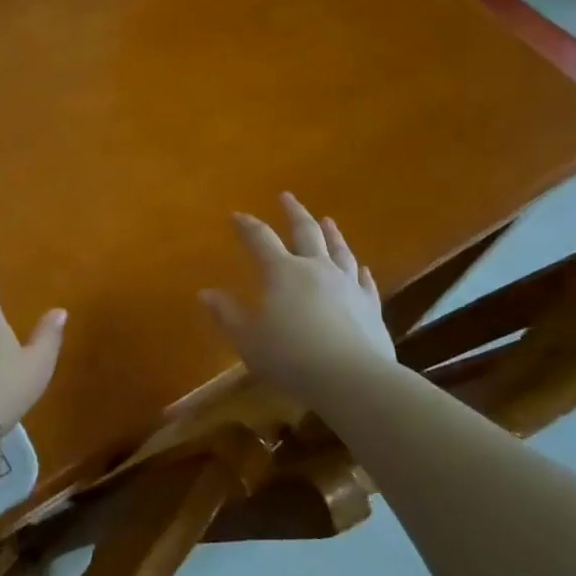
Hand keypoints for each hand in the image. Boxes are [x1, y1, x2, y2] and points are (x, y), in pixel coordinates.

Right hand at [200, 192, 396, 405]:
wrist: (353, 379)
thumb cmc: (291, 358)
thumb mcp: (248, 340)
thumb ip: (227, 315)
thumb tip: (205, 293)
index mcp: (282, 273)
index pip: (260, 239)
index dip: (247, 226)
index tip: (236, 215)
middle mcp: (316, 269)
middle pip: (305, 231)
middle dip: (293, 212)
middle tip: (286, 196)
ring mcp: (347, 285)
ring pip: (339, 250)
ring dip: (331, 233)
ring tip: (327, 220)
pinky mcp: (370, 306)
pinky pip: (364, 281)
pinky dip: (360, 270)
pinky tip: (361, 267)